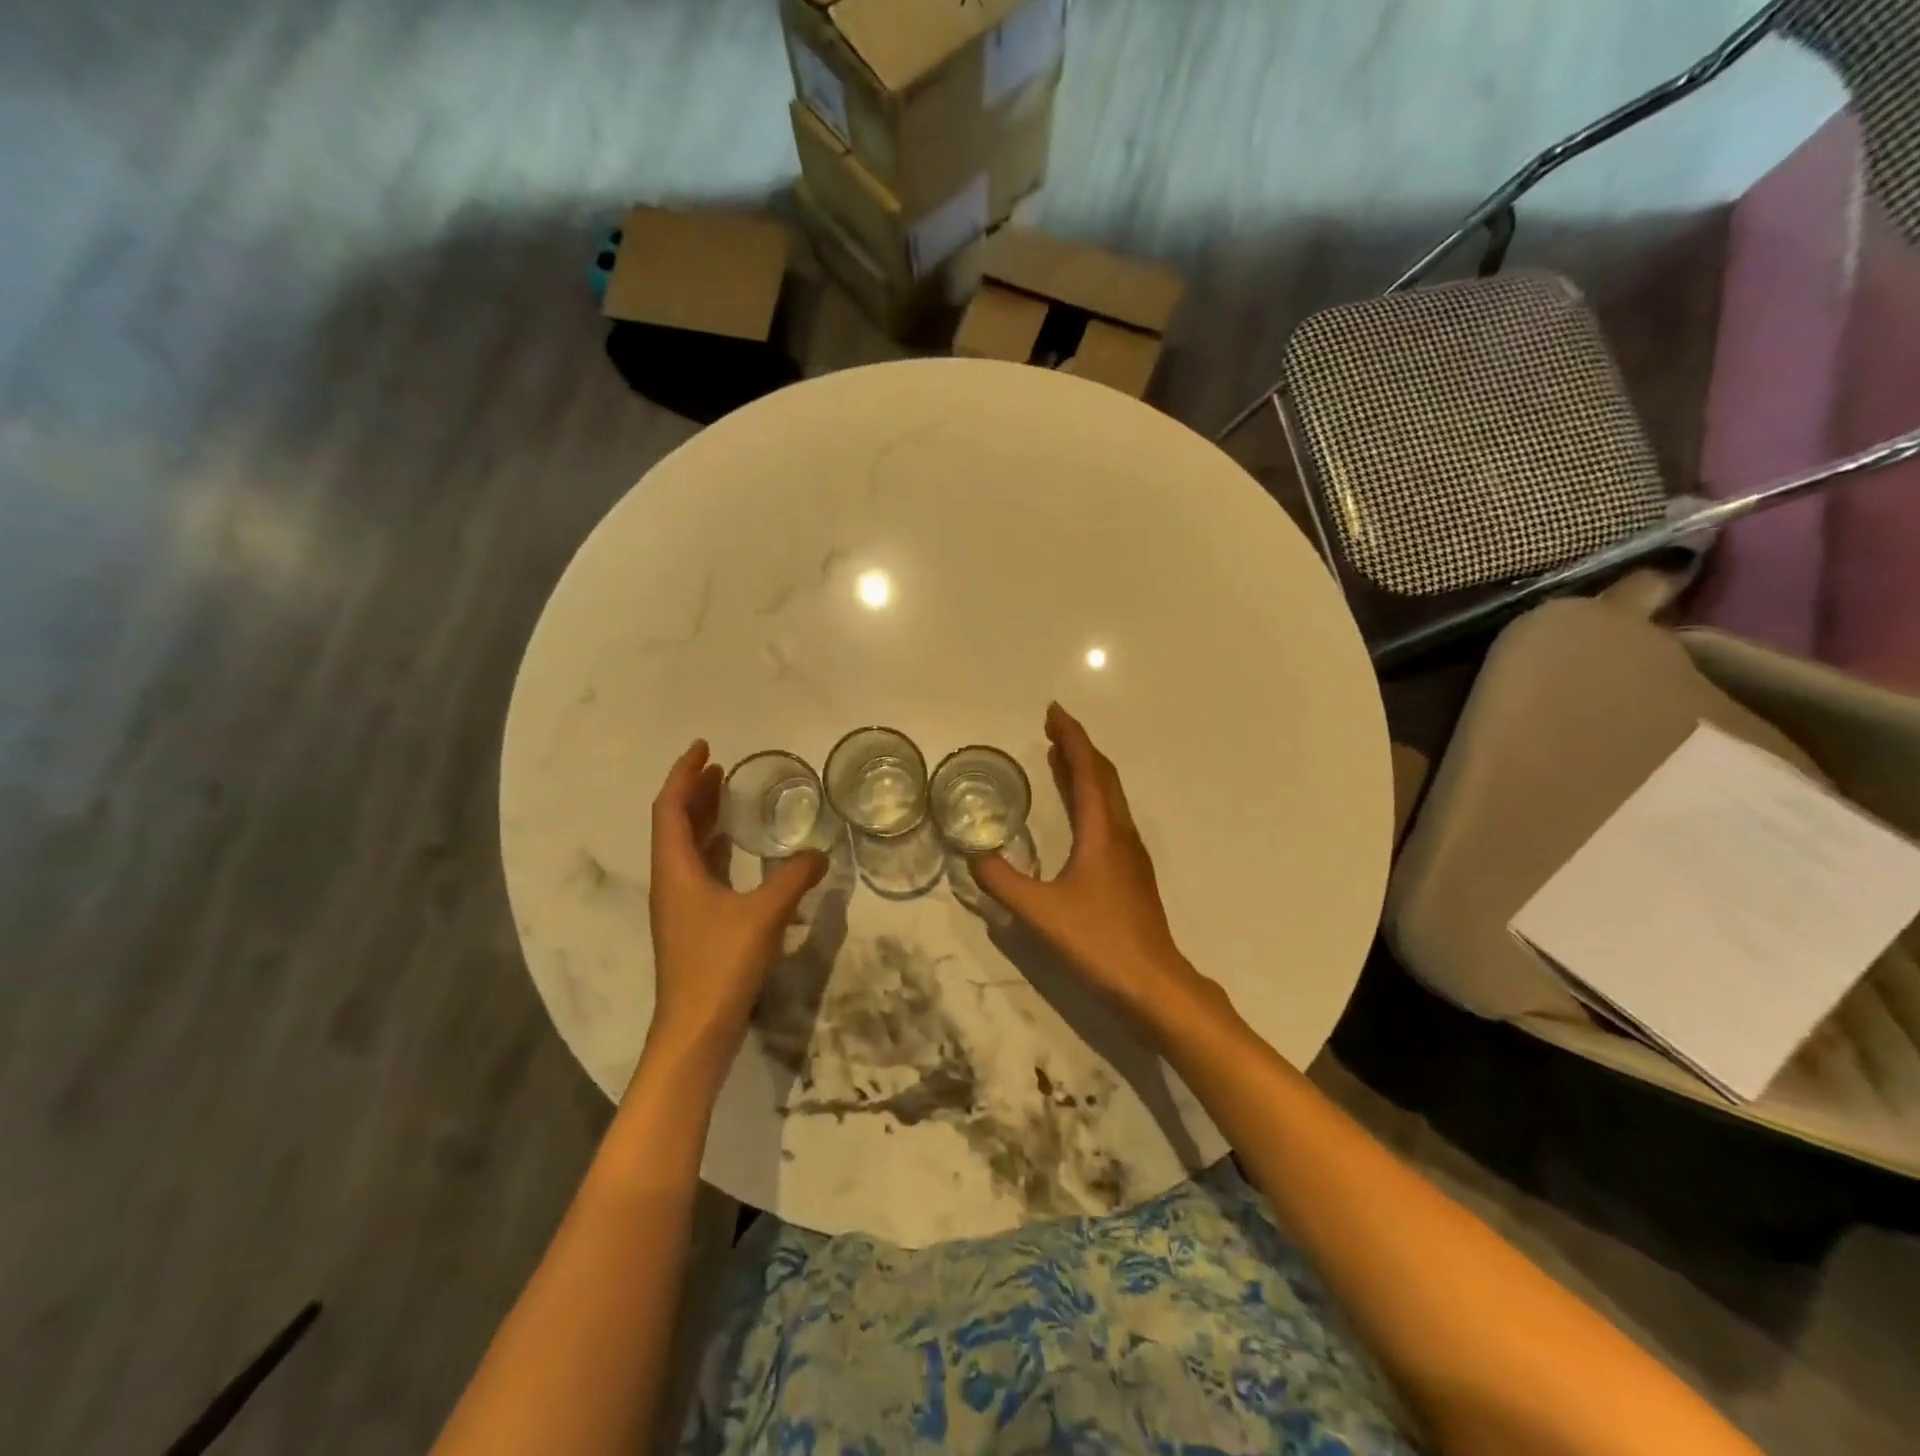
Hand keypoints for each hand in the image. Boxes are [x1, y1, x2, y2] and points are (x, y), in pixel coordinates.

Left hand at [645, 740, 826, 1073]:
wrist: (696, 1032)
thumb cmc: (720, 965)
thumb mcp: (764, 914)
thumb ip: (794, 878)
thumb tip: (820, 853)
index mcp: (676, 870)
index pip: (671, 809)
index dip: (684, 775)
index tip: (704, 748)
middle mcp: (671, 883)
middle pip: (676, 825)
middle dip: (695, 793)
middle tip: (720, 769)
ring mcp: (681, 907)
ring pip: (687, 850)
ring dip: (704, 820)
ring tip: (728, 798)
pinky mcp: (694, 927)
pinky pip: (701, 872)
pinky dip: (717, 851)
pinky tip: (739, 853)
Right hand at [973, 704, 1217, 1030]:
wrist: (1153, 983)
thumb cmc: (1098, 942)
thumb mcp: (1039, 912)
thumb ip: (1002, 882)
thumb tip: (973, 855)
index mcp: (1102, 832)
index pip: (1086, 770)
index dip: (1071, 737)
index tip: (1053, 712)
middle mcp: (1121, 833)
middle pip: (1103, 776)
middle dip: (1079, 747)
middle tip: (1052, 729)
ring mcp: (1131, 853)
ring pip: (1110, 796)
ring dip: (1086, 771)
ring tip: (1060, 758)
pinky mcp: (1131, 872)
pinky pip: (1110, 816)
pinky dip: (1091, 797)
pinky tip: (1077, 813)